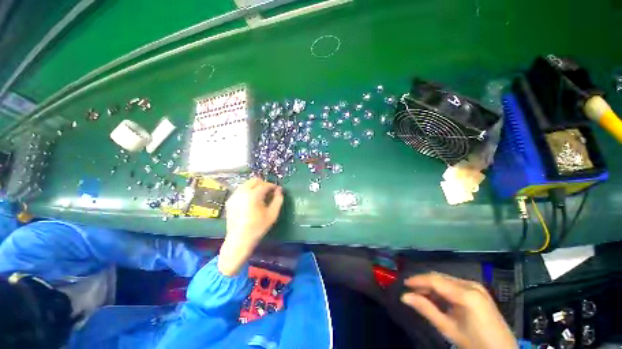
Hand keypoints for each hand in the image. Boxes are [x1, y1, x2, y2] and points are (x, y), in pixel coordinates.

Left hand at [218, 178, 282, 275]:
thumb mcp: (272, 214)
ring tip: (261, 196)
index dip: (273, 186)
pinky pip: (241, 190)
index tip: (277, 190)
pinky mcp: (230, 200)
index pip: (265, 185)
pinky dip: (248, 191)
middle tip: (269, 192)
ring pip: (247, 184)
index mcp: (253, 195)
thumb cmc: (258, 227)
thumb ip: (278, 200)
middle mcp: (242, 192)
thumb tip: (279, 190)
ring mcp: (234, 196)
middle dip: (263, 184)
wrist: (239, 239)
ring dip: (255, 186)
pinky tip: (252, 200)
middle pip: (254, 180)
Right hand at [401, 273, 516, 348]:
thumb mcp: (449, 329)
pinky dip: (442, 289)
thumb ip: (426, 309)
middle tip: (410, 291)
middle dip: (424, 283)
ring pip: (446, 280)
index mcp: (466, 294)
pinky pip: (454, 285)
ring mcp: (476, 287)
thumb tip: (404, 297)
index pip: (435, 280)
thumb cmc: (475, 344)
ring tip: (421, 295)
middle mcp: (471, 285)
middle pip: (440, 278)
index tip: (404, 284)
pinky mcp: (478, 291)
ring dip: (432, 286)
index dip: (417, 280)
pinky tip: (436, 297)